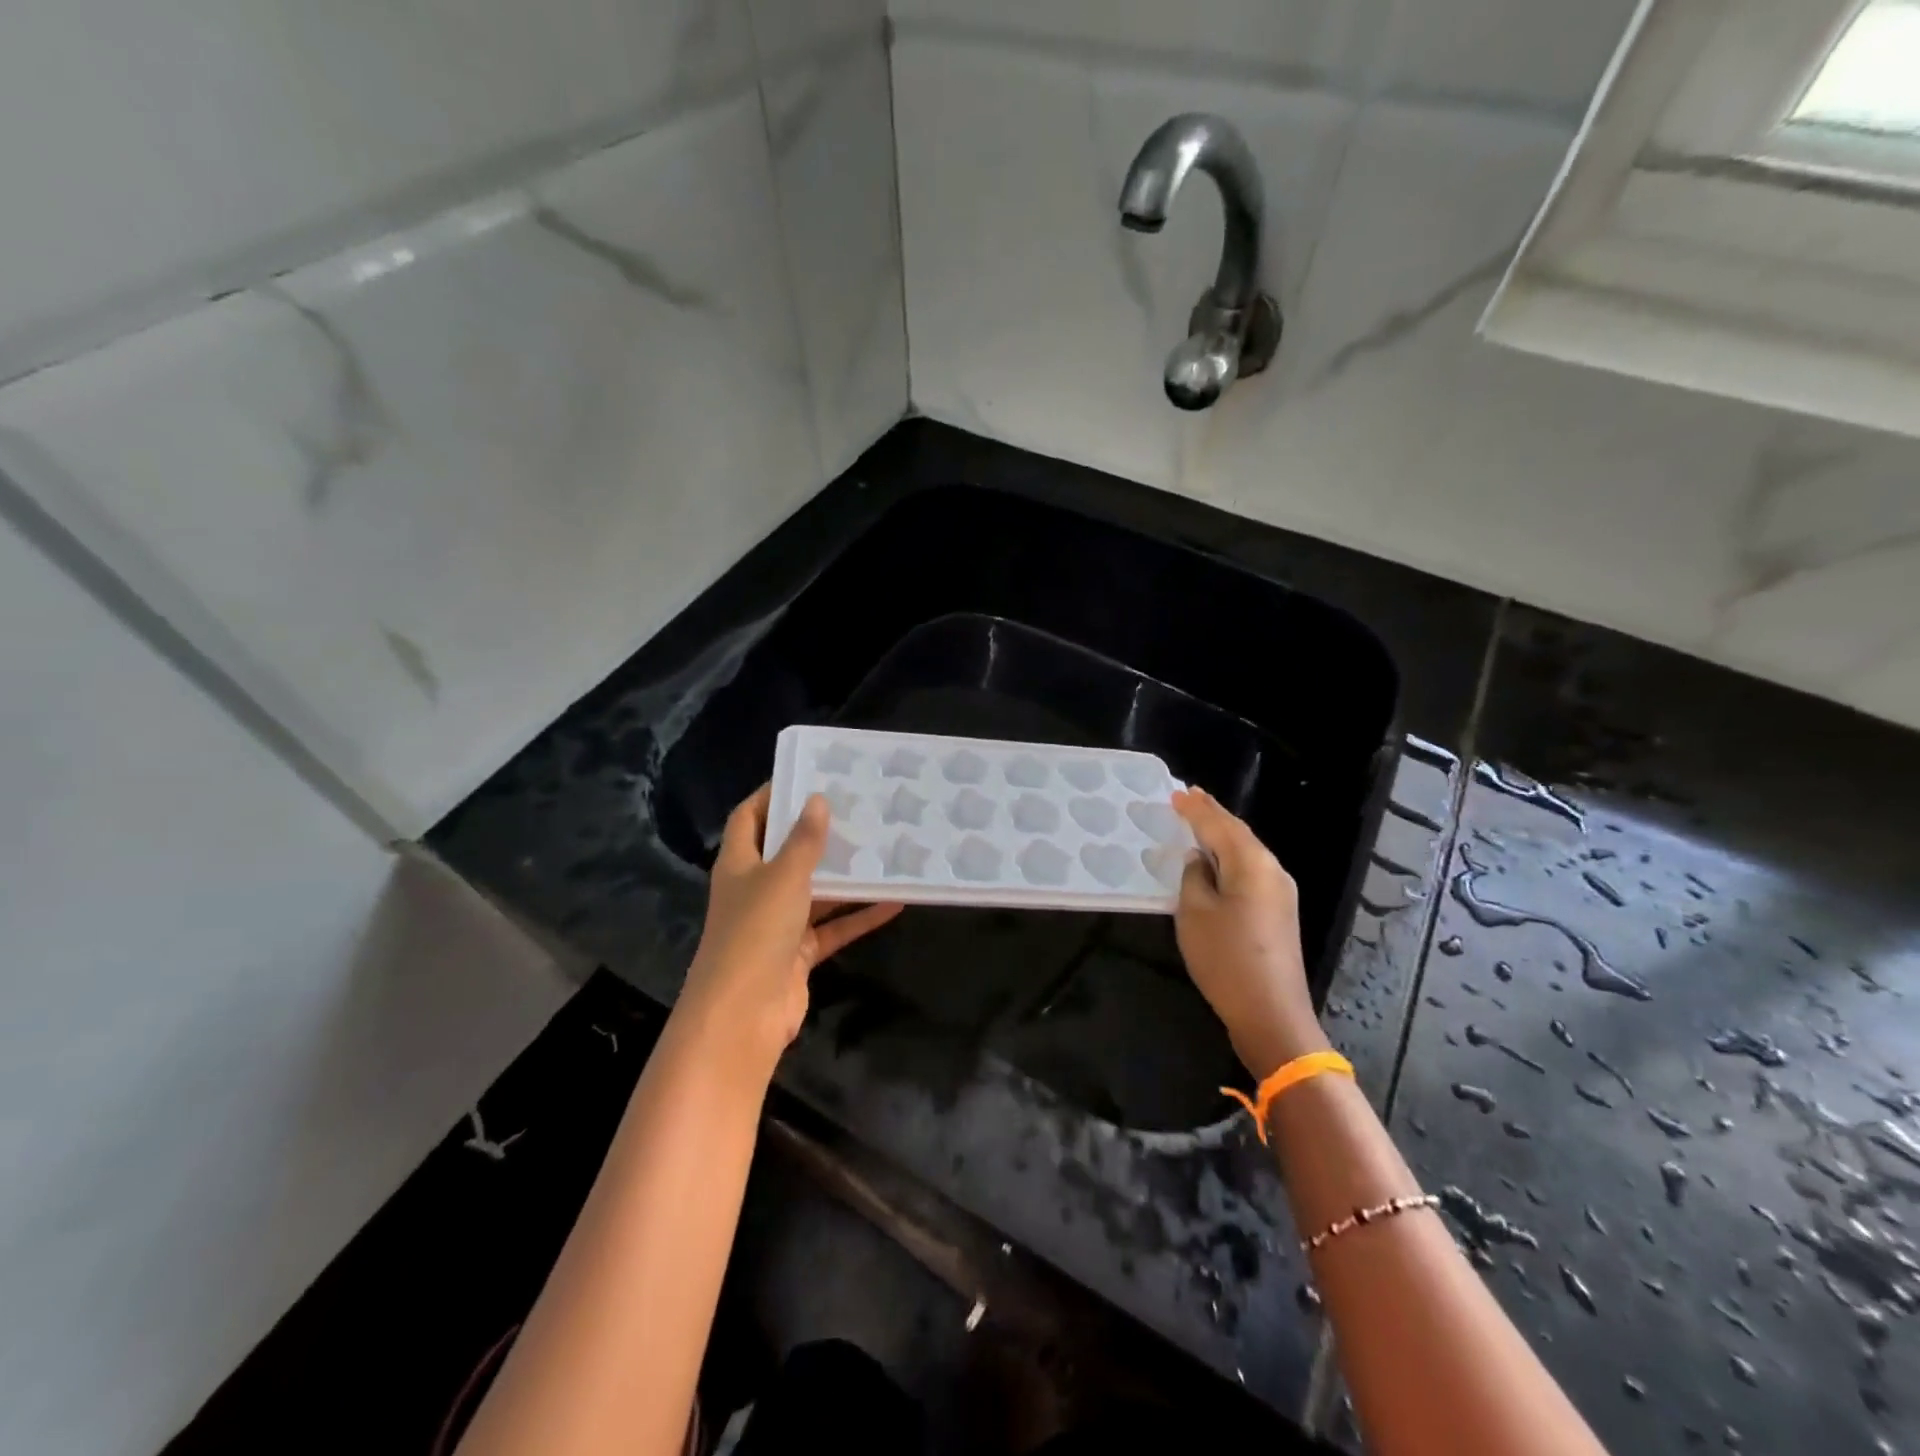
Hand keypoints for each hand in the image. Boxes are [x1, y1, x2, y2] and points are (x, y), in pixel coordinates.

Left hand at [676, 786, 902, 1084]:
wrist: (743, 1016)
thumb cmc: (755, 933)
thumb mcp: (783, 877)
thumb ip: (804, 841)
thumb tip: (817, 800)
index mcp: (739, 864)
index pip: (748, 818)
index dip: (770, 795)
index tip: (805, 775)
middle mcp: (755, 889)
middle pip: (786, 852)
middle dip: (816, 833)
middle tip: (856, 809)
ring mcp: (777, 924)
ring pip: (815, 891)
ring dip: (844, 875)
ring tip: (881, 848)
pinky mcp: (798, 953)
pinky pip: (833, 927)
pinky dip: (859, 916)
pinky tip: (894, 901)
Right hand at [1172, 786, 1327, 1078]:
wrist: (1271, 1014)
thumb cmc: (1226, 958)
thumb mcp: (1195, 912)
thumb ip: (1194, 876)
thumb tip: (1200, 859)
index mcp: (1253, 864)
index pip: (1220, 825)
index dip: (1196, 809)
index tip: (1177, 793)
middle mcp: (1272, 871)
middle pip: (1239, 834)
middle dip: (1213, 815)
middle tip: (1190, 796)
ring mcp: (1280, 893)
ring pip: (1246, 852)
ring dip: (1222, 835)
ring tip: (1199, 819)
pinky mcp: (1278, 914)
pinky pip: (1250, 872)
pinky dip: (1230, 857)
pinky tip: (1215, 858)